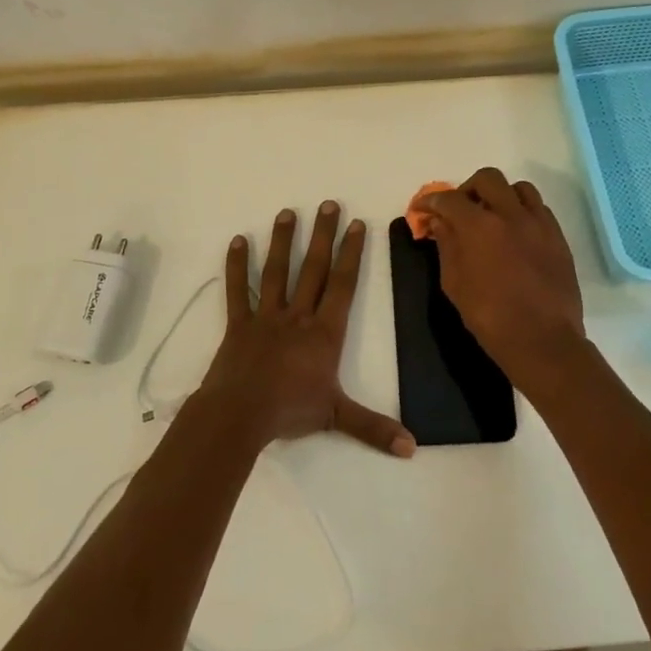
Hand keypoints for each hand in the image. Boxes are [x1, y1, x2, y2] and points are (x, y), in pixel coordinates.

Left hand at [193, 201, 415, 457]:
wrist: (240, 414)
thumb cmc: (290, 411)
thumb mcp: (337, 417)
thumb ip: (374, 428)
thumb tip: (413, 447)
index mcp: (324, 332)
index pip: (343, 285)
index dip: (352, 253)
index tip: (357, 224)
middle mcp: (298, 316)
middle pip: (314, 269)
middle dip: (323, 235)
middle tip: (328, 203)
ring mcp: (266, 316)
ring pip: (277, 272)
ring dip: (283, 242)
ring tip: (287, 213)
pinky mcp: (238, 324)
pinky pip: (238, 290)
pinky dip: (237, 266)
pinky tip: (238, 241)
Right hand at [421, 168, 587, 381]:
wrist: (543, 340)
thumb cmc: (490, 317)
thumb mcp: (455, 284)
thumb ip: (447, 247)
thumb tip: (441, 223)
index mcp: (479, 226)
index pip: (449, 199)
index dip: (431, 201)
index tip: (423, 209)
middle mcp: (511, 214)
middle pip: (487, 179)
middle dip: (467, 189)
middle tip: (459, 210)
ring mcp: (539, 223)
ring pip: (519, 188)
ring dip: (500, 195)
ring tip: (492, 217)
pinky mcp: (558, 237)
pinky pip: (539, 209)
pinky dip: (522, 211)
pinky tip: (515, 233)